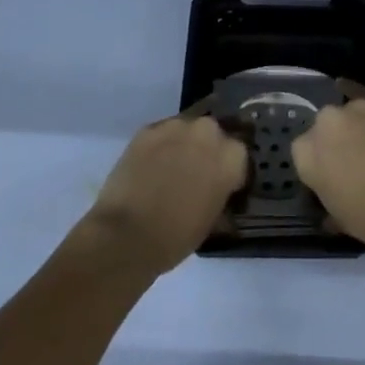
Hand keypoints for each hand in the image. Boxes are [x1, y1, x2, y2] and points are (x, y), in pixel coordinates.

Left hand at [86, 116, 248, 273]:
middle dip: (208, 150)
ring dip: (184, 144)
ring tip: (171, 167)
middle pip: (214, 134)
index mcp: (231, 156)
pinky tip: (150, 166)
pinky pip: (161, 134)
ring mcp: (176, 126)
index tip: (223, 184)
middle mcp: (208, 132)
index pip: (239, 155)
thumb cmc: (176, 237)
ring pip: (187, 129)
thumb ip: (222, 195)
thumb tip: (221, 193)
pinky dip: (160, 146)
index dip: (230, 170)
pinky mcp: (148, 129)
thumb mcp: (212, 221)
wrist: (126, 235)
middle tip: (197, 172)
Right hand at [292, 99, 364, 259]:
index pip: (304, 151)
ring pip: (349, 112)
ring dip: (356, 125)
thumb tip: (332, 187)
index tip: (333, 176)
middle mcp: (325, 122)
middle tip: (353, 159)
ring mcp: (355, 107)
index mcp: (305, 152)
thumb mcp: (337, 215)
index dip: (320, 163)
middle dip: (335, 139)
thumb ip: (326, 191)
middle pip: (325, 126)